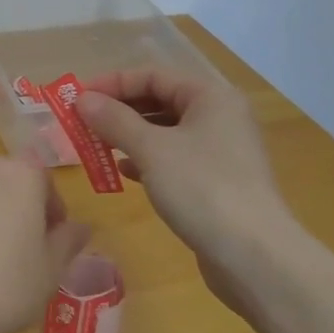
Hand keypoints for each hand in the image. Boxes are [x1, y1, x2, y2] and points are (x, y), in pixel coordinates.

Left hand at [0, 158, 93, 332]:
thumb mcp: (51, 270)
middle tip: (26, 253)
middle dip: (21, 211)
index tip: (53, 244)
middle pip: (11, 184)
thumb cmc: (5, 284)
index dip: (54, 211)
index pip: (46, 181)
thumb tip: (81, 227)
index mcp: (21, 174)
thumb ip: (68, 242)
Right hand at [76, 68, 292, 316]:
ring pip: (165, 132)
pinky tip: (123, 172)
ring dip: (129, 136)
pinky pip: (174, 159)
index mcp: (211, 96)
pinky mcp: (216, 182)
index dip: (113, 83)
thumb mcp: (152, 150)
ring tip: (95, 146)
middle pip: (160, 101)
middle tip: (81, 123)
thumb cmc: (202, 189)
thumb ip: (115, 120)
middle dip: (119, 110)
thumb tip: (83, 99)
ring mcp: (221, 151)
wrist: (255, 257)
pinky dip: (146, 160)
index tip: (77, 98)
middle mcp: (219, 116)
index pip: (153, 75)